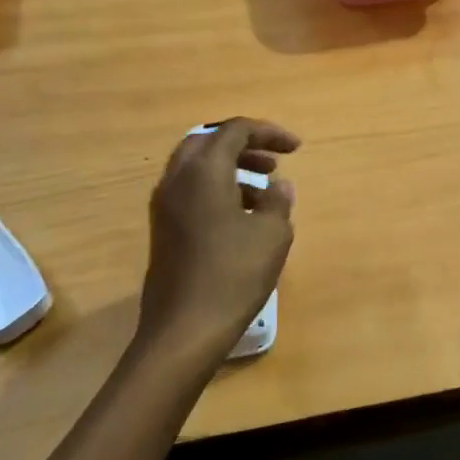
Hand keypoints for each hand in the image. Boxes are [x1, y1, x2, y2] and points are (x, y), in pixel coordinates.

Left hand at [137, 118, 299, 364]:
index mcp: (204, 170)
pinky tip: (242, 216)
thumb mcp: (272, 234)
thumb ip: (278, 201)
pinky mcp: (163, 229)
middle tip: (273, 161)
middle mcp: (177, 179)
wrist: (184, 328)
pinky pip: (190, 190)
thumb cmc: (233, 275)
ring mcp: (165, 205)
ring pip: (196, 167)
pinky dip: (216, 188)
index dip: (269, 132)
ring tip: (264, 188)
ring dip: (230, 167)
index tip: (296, 148)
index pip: (235, 130)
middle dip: (244, 145)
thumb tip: (278, 185)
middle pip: (209, 142)